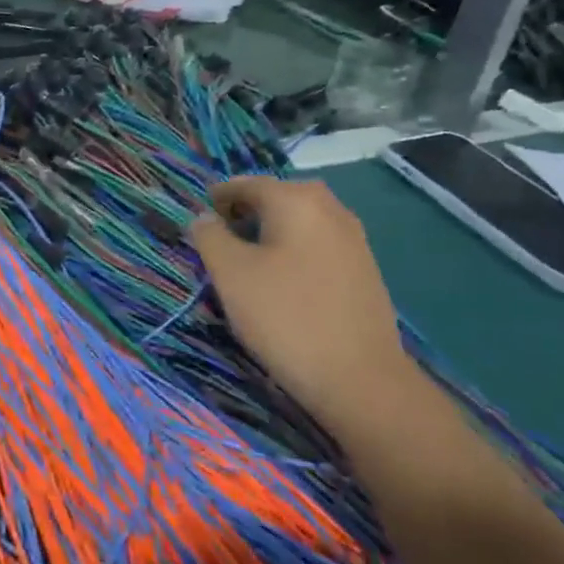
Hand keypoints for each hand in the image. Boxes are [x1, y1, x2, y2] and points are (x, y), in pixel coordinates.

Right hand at [186, 178, 408, 424]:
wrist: (361, 379)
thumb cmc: (286, 317)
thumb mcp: (231, 274)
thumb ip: (209, 236)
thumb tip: (205, 217)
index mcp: (296, 199)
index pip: (246, 184)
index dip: (217, 198)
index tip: (199, 220)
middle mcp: (329, 207)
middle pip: (276, 198)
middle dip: (246, 213)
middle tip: (222, 242)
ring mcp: (353, 238)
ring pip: (299, 222)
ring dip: (271, 233)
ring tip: (250, 265)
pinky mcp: (365, 268)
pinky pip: (319, 245)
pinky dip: (295, 251)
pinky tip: (285, 283)